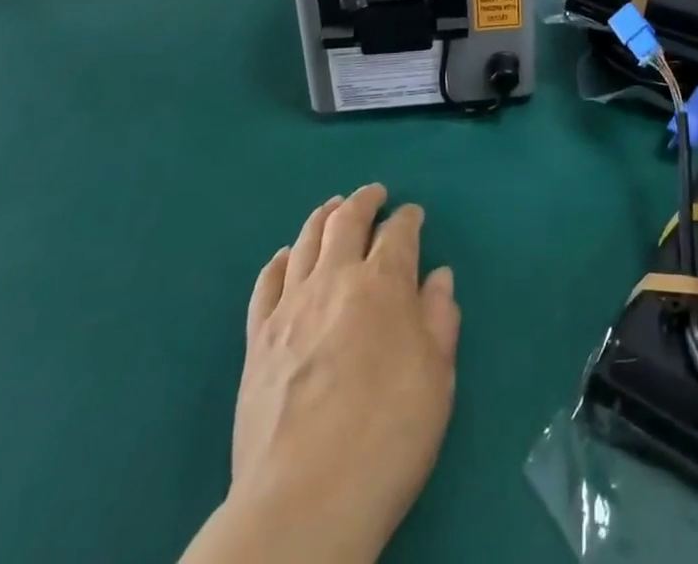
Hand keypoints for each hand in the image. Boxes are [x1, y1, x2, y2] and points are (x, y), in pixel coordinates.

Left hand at [188, 185, 460, 563]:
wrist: (303, 502)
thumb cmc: (386, 437)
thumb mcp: (437, 379)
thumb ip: (440, 320)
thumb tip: (438, 277)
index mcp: (384, 285)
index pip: (398, 233)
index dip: (408, 218)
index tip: (414, 215)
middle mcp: (335, 280)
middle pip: (347, 220)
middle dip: (364, 201)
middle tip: (374, 194)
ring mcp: (291, 307)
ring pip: (305, 241)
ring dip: (323, 217)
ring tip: (332, 208)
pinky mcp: (257, 339)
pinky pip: (266, 282)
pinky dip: (279, 260)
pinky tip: (284, 257)